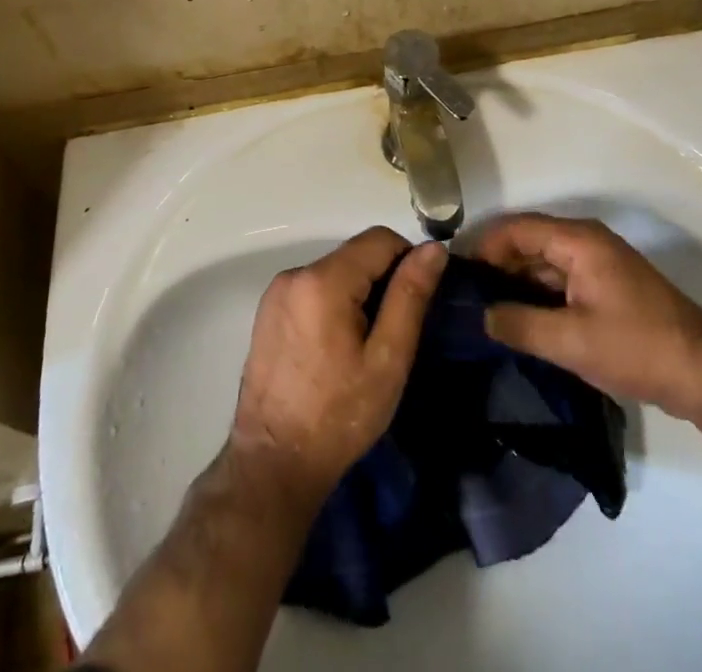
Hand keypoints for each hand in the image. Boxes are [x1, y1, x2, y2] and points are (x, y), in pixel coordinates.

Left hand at [230, 227, 446, 506]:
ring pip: (335, 270)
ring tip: (366, 344)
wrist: (273, 464)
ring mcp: (277, 291)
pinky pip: (313, 287)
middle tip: (394, 331)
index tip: (419, 300)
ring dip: (358, 292)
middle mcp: (295, 273)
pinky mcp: (267, 310)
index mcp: (324, 279)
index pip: (379, 239)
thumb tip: (434, 248)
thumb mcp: (387, 359)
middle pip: (355, 253)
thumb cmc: (339, 415)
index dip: (407, 260)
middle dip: (382, 280)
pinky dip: (334, 302)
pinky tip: (337, 347)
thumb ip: (410, 296)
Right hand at [473, 213, 701, 423]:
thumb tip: (480, 315)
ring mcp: (598, 265)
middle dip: (496, 265)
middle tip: (462, 295)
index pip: (516, 229)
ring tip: (482, 309)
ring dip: (515, 282)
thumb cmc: (637, 347)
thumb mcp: (571, 341)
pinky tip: (517, 320)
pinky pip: (559, 281)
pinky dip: (536, 295)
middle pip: (528, 243)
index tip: (455, 273)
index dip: (484, 246)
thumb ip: (520, 324)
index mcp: (578, 241)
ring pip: (543, 263)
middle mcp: (586, 242)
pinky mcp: (605, 288)